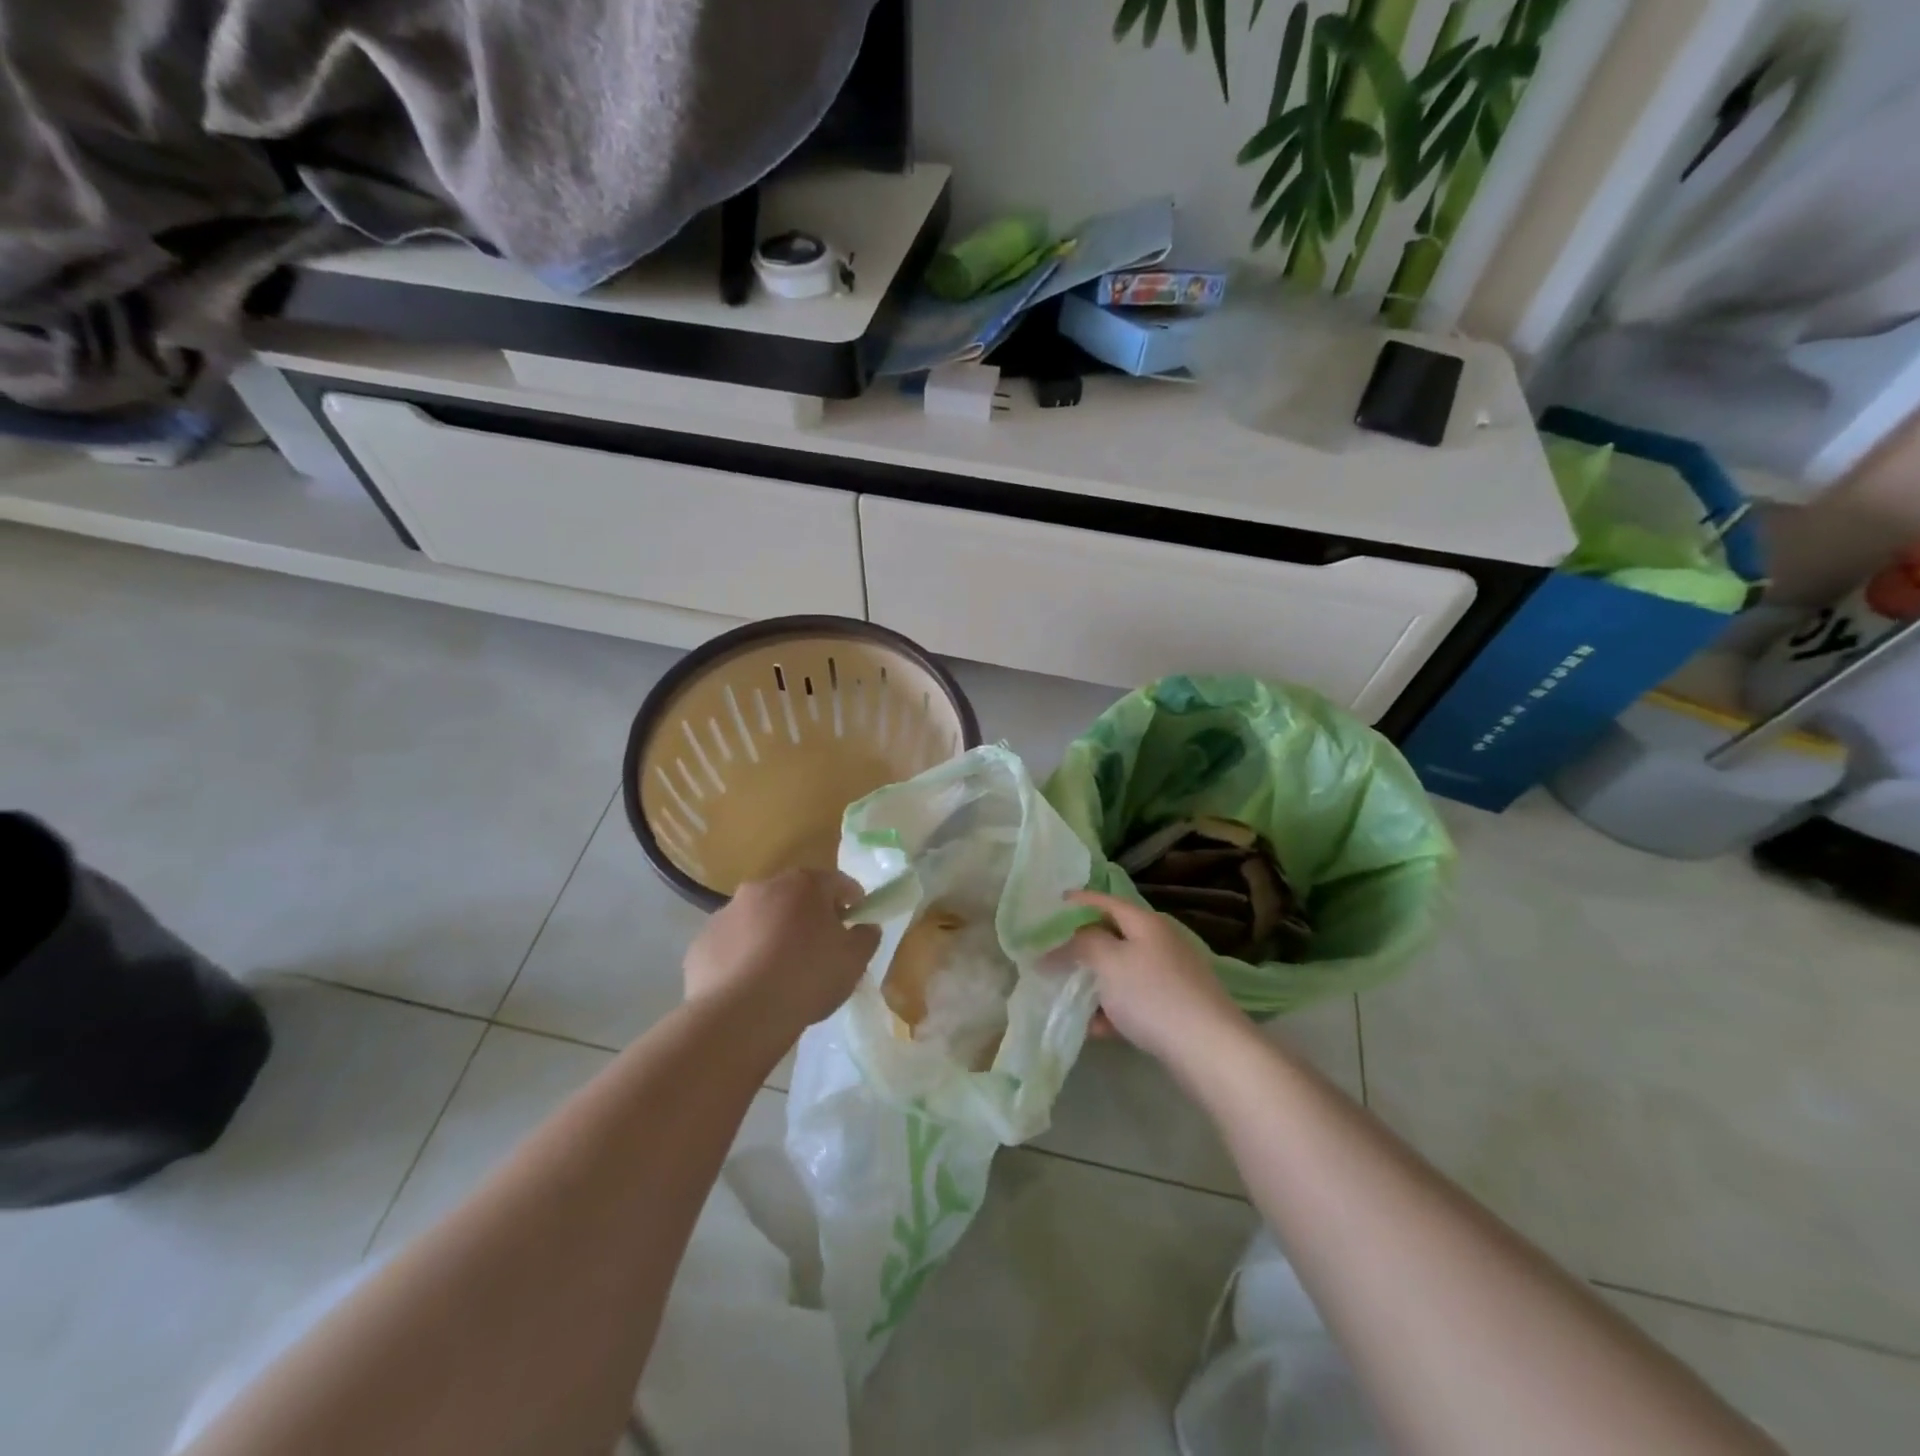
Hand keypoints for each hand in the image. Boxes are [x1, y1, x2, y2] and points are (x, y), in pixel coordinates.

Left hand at [684, 869, 879, 1036]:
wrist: (739, 1015)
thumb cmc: (807, 978)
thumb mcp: (854, 961)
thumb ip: (866, 937)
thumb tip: (864, 926)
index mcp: (804, 885)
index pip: (837, 882)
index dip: (851, 899)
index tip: (857, 919)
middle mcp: (763, 887)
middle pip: (794, 896)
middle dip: (808, 915)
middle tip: (818, 946)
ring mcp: (726, 912)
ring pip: (759, 917)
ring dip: (772, 933)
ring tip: (780, 970)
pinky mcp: (702, 941)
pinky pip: (731, 943)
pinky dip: (742, 955)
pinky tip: (749, 984)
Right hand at [1062, 889, 1249, 1066]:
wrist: (1209, 1050)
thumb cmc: (1153, 995)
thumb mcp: (1109, 961)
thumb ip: (1082, 943)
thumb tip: (1064, 940)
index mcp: (1146, 923)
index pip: (1105, 901)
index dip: (1077, 902)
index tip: (1049, 905)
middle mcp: (1160, 943)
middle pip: (1113, 936)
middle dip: (1081, 946)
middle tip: (1050, 954)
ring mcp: (1170, 976)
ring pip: (1121, 972)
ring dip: (1094, 982)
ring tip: (1064, 994)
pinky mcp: (1174, 1009)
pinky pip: (1133, 1002)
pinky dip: (1112, 1011)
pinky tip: (1093, 1029)